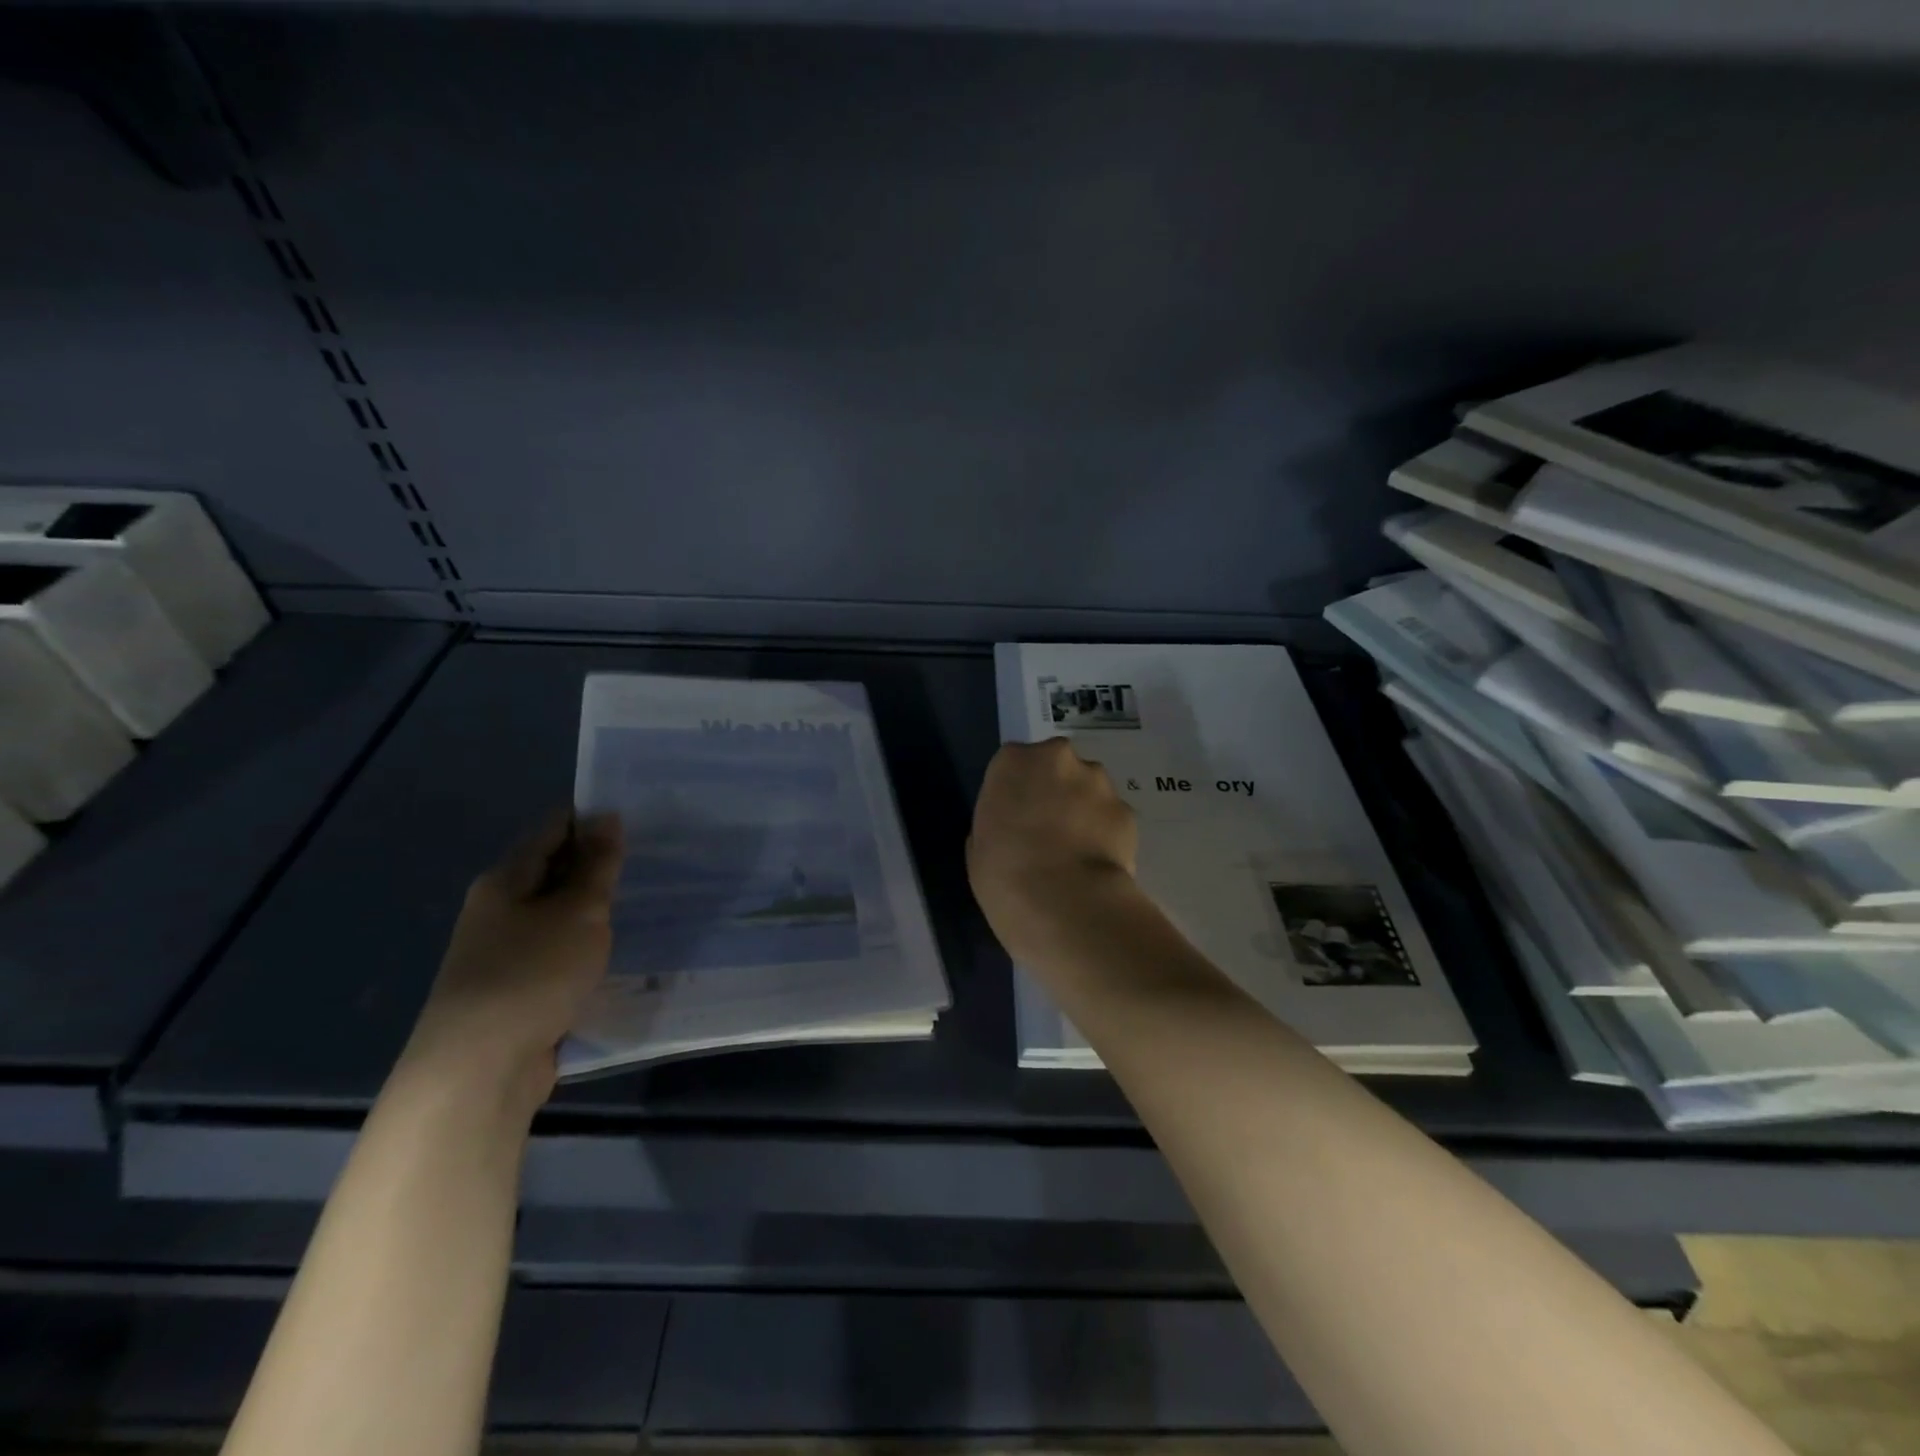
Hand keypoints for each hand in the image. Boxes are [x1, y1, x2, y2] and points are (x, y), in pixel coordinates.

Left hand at [403, 809, 624, 1101]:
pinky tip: (614, 951)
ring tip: (643, 902)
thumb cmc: (532, 974)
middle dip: (597, 864)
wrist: (478, 1069)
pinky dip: (583, 945)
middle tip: (651, 859)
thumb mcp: (578, 911)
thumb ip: (597, 865)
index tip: (639, 819)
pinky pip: (556, 952)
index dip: (593, 820)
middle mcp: (497, 910)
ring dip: (592, 909)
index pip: (553, 830)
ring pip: (556, 915)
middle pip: (552, 871)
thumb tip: (606, 816)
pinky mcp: (514, 990)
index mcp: (505, 880)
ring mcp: (501, 952)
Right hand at [967, 739, 1139, 968]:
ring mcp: (1098, 782)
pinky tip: (1095, 864)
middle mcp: (1058, 758)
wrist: (1065, 904)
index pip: (1013, 764)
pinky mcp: (1127, 811)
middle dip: (1054, 791)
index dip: (1016, 791)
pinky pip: (1110, 817)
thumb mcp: (980, 846)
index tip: (1015, 818)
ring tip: (1075, 852)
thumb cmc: (1004, 875)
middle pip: (1055, 767)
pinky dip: (1105, 833)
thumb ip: (997, 821)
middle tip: (1046, 831)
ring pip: (1088, 788)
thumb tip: (1013, 827)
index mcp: (1013, 761)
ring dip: (1082, 809)